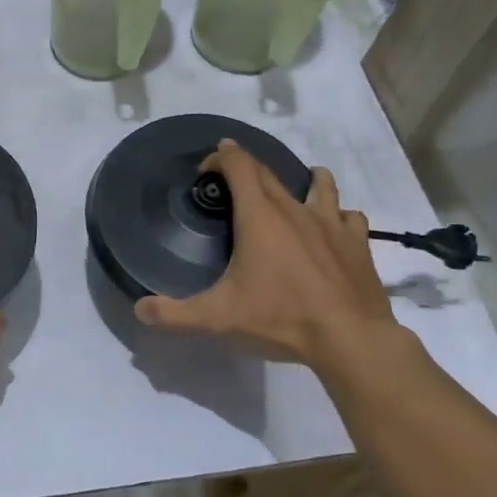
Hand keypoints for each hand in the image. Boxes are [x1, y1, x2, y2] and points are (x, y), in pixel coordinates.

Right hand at [135, 140, 401, 370]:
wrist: (350, 339)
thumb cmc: (281, 319)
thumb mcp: (217, 318)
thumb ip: (173, 313)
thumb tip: (139, 308)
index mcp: (259, 216)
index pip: (239, 164)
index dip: (221, 157)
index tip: (207, 169)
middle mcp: (294, 209)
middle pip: (269, 173)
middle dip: (248, 169)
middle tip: (233, 182)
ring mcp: (331, 224)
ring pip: (320, 185)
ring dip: (304, 180)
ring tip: (296, 187)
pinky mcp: (358, 244)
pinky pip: (349, 217)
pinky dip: (338, 216)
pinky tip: (334, 229)